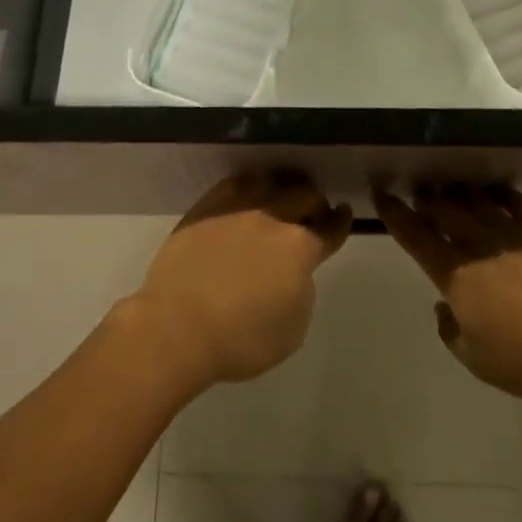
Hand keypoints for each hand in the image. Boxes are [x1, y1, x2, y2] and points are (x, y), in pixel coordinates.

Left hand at [123, 173, 351, 390]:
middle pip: (304, 195)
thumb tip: (295, 272)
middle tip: (314, 212)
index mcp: (299, 247)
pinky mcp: (208, 204)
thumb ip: (302, 292)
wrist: (177, 325)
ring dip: (284, 188)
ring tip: (282, 197)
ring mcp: (238, 206)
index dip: (340, 222)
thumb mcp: (292, 331)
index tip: (344, 214)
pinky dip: (251, 187)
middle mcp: (273, 216)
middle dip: (315, 203)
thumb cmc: (240, 340)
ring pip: (272, 181)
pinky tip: (249, 195)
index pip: (329, 228)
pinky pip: (237, 183)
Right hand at [375, 184, 521, 407]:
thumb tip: (443, 307)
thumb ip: (451, 330)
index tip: (382, 195)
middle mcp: (478, 244)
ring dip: (461, 193)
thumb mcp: (475, 359)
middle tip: (422, 194)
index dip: (395, 213)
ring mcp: (511, 233)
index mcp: (455, 274)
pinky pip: (517, 202)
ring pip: (476, 200)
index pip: (415, 235)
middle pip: (444, 209)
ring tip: (455, 191)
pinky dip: (502, 195)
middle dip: (428, 199)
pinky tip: (497, 193)